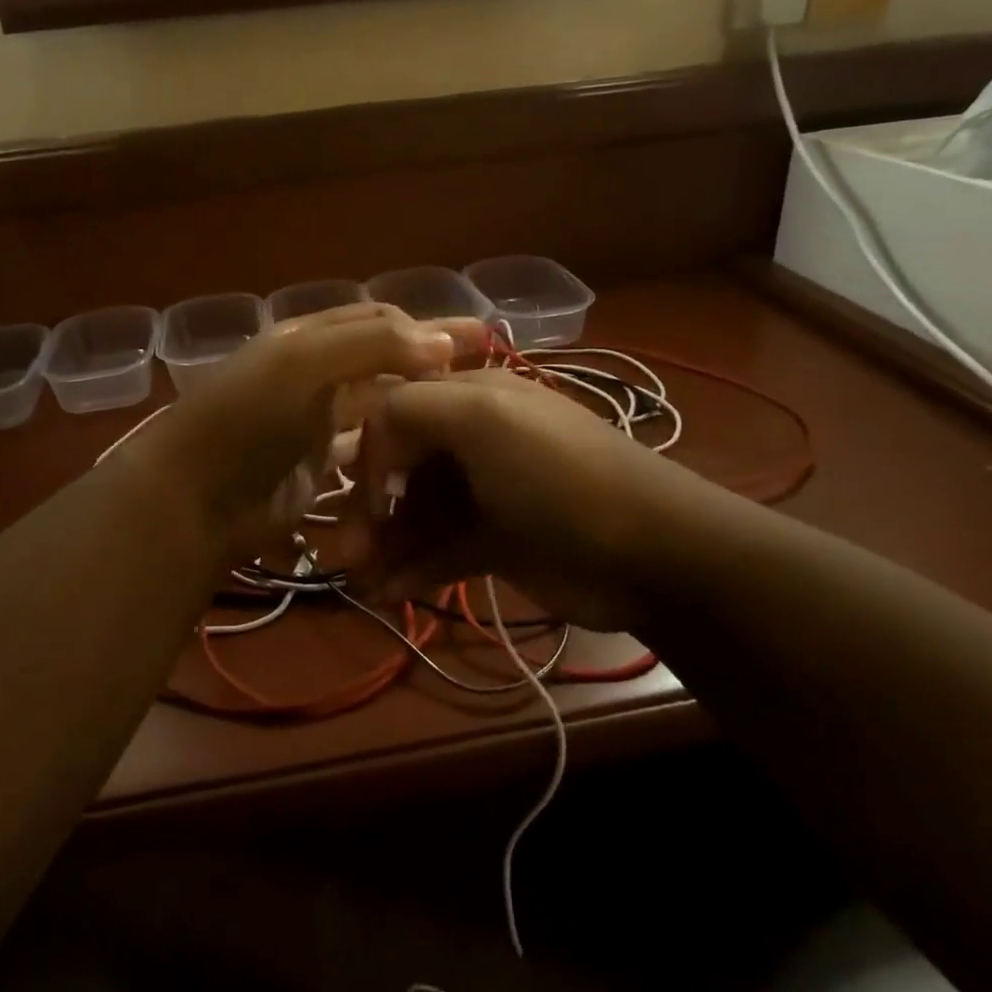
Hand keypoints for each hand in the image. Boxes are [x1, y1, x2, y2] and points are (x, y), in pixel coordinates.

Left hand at [118, 304, 486, 557]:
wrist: (192, 500)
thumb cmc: (246, 420)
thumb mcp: (302, 366)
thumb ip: (371, 345)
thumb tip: (444, 339)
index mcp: (307, 339)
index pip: (376, 320)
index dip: (425, 324)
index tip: (477, 338)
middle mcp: (314, 375)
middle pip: (382, 361)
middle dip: (431, 363)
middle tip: (488, 373)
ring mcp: (315, 424)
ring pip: (378, 409)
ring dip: (416, 408)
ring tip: (466, 418)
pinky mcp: (317, 469)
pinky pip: (365, 454)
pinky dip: (392, 453)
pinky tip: (428, 459)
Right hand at [337, 368, 722, 630]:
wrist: (650, 552)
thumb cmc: (557, 476)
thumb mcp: (484, 418)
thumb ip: (412, 407)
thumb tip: (371, 441)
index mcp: (471, 398)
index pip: (396, 410)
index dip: (370, 451)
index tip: (361, 495)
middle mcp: (473, 440)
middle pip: (401, 468)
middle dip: (366, 507)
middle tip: (341, 552)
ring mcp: (485, 493)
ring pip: (415, 514)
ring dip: (383, 544)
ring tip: (359, 580)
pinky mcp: (496, 542)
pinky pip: (440, 551)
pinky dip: (412, 568)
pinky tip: (389, 592)